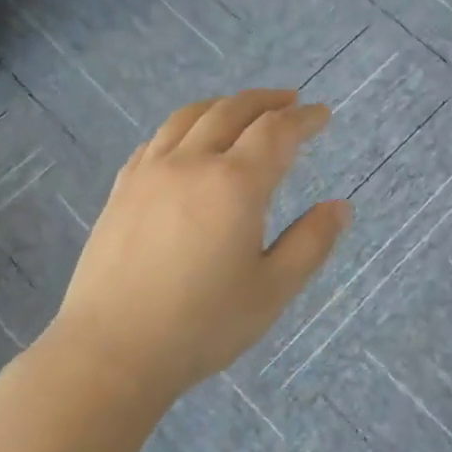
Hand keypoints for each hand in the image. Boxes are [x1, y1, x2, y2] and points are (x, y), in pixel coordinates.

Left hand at [46, 89, 349, 405]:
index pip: (276, 132)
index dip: (304, 119)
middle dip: (266, 101)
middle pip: (232, 111)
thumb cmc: (202, 325)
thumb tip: (340, 207)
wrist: (111, 351)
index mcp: (234, 184)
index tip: (322, 114)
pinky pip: (158, 139)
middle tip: (291, 100)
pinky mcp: (122, 189)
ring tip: (243, 109)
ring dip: (224, 105)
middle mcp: (191, 163)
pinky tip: (189, 141)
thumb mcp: (273, 290)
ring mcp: (150, 173)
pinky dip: (185, 126)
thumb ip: (311, 243)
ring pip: (190, 117)